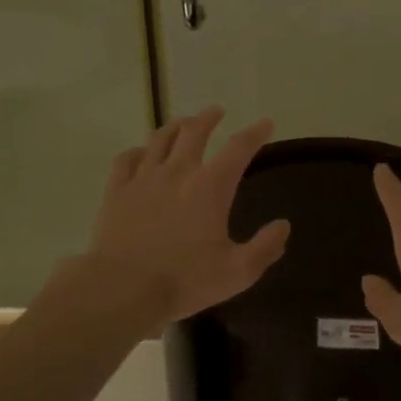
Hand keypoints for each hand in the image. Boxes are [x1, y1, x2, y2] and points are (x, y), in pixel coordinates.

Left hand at [85, 107, 290, 324]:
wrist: (122, 289)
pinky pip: (126, 160)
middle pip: (194, 131)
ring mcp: (143, 179)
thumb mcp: (238, 271)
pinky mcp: (116, 191)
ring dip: (174, 126)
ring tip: (182, 123)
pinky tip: (140, 154)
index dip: (255, 133)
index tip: (265, 124)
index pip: (238, 148)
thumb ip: (265, 247)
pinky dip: (137, 152)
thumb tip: (284, 225)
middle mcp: (177, 172)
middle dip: (208, 118)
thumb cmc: (184, 280)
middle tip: (216, 111)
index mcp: (210, 187)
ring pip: (160, 139)